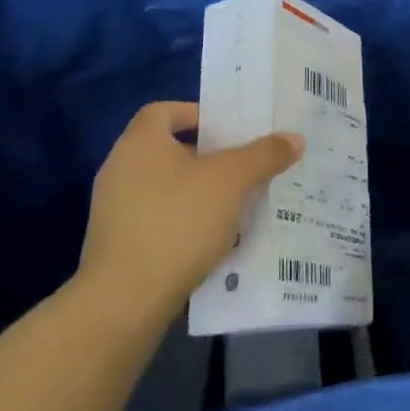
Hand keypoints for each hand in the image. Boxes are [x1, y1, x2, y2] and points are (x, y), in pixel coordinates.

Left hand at [73, 101, 302, 329]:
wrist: (125, 300)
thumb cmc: (178, 221)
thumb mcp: (232, 181)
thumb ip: (264, 155)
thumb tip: (295, 138)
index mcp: (140, 143)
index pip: (165, 111)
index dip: (199, 114)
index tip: (230, 131)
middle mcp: (120, 169)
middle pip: (169, 150)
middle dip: (208, 157)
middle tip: (244, 166)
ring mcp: (114, 210)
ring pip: (166, 188)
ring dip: (199, 192)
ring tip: (237, 204)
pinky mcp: (117, 245)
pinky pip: (158, 220)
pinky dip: (184, 222)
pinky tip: (213, 239)